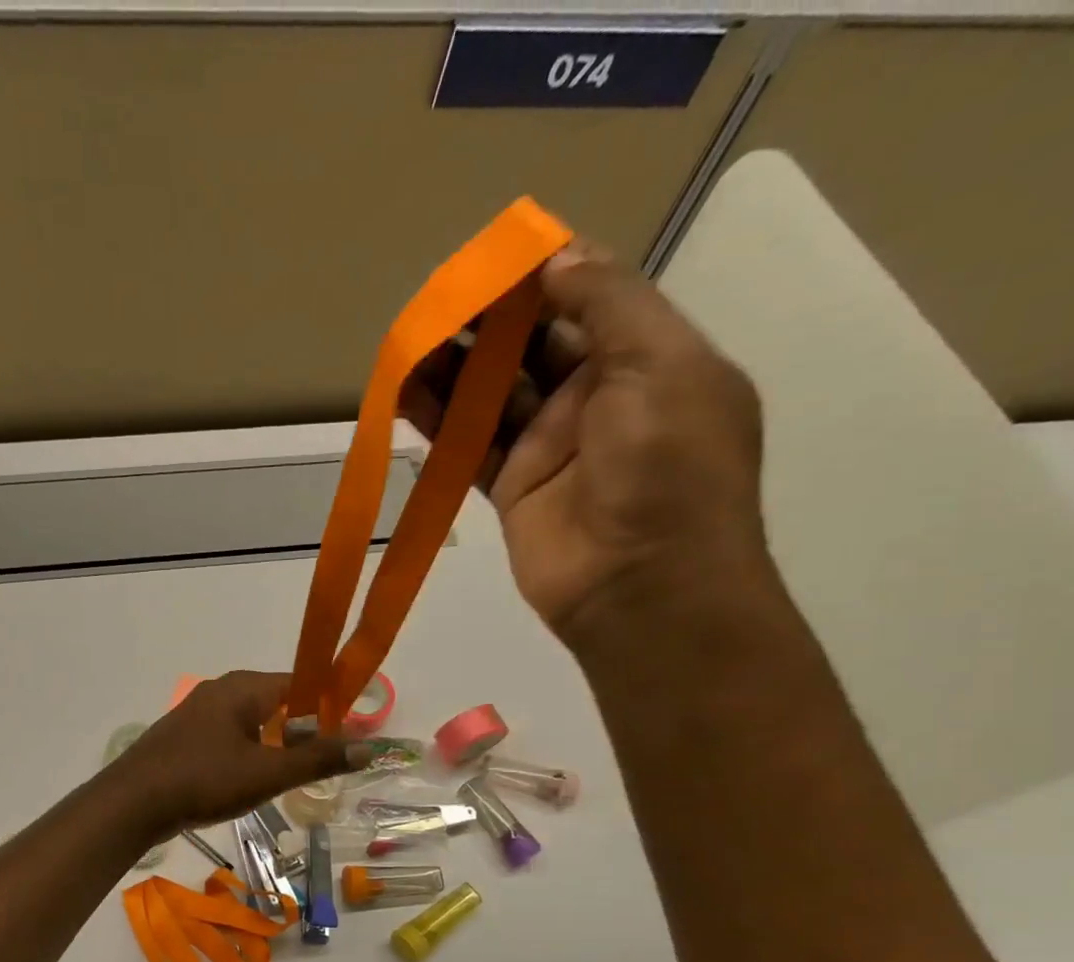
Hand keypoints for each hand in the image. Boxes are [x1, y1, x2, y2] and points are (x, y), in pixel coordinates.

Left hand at [102, 671, 364, 838]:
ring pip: (251, 723)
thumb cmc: (204, 780)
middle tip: (322, 763)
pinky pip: (229, 738)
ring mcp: (198, 713)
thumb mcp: (267, 773)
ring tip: (291, 777)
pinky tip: (250, 782)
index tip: (349, 736)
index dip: (328, 708)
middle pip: (276, 703)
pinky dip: (248, 754)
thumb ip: (317, 760)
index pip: (300, 684)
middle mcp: (220, 690)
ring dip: (274, 746)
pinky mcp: (185, 737)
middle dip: (302, 731)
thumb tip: (369, 748)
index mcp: (243, 687)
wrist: (132, 803)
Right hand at [400, 240, 769, 645]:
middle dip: (488, 320)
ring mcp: (551, 446)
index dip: (544, 275)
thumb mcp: (662, 366)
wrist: (642, 590)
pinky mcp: (512, 488)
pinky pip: (470, 444)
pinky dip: (439, 420)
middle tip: (436, 300)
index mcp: (649, 360)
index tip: (492, 259)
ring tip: (408, 340)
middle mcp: (599, 397)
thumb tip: (555, 259)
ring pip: (493, 393)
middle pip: (533, 344)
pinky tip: (405, 393)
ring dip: (453, 367)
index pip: (589, 299)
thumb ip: (609, 305)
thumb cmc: (669, 471)